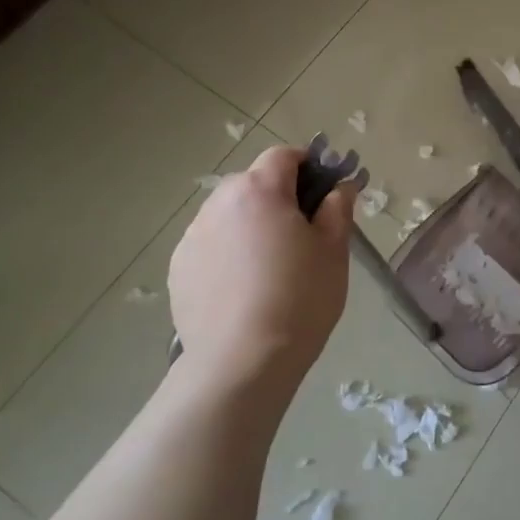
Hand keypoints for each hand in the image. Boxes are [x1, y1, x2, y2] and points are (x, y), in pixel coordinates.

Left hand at [167, 145, 354, 395]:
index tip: (325, 195)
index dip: (309, 166)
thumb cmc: (300, 299)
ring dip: (251, 224)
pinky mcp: (178, 269)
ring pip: (230, 214)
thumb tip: (341, 186)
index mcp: (259, 190)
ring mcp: (192, 236)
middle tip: (303, 234)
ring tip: (270, 266)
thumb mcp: (334, 250)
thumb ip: (338, 209)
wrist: (241, 363)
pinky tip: (244, 288)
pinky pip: (211, 245)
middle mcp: (218, 203)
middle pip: (253, 183)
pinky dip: (228, 252)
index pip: (284, 156)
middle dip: (279, 197)